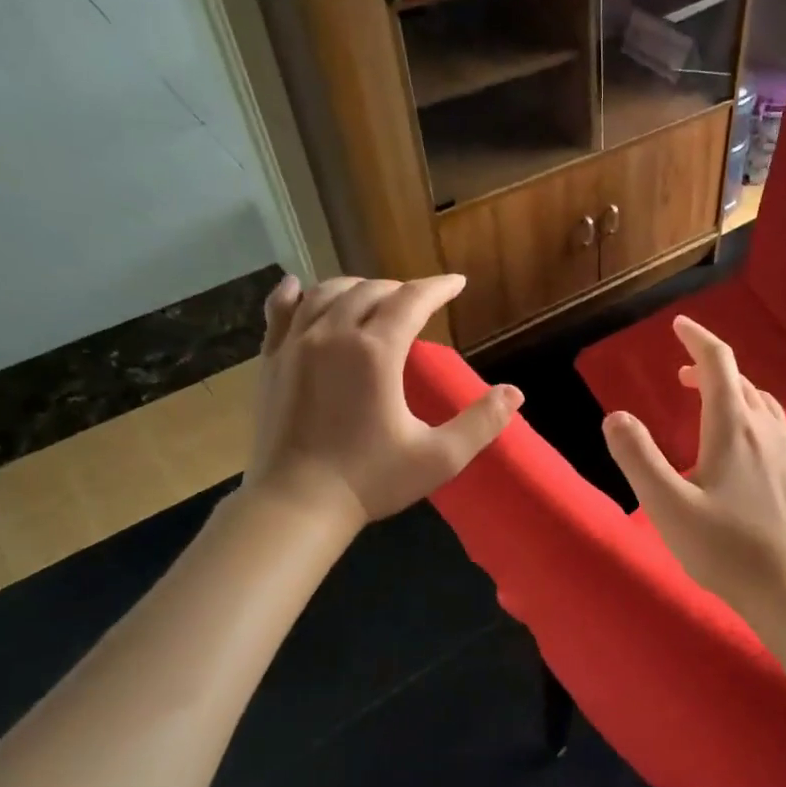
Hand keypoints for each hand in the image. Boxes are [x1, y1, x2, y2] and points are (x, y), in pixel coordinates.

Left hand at [244, 274, 520, 528]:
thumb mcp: (440, 457)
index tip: (456, 282)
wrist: (296, 505)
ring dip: (356, 288)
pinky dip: (295, 295)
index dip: (437, 287)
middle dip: (401, 289)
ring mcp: (295, 345)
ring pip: (326, 293)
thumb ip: (481, 422)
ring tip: (375, 297)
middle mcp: (333, 335)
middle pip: (370, 291)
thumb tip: (515, 393)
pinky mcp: (270, 361)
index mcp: (376, 352)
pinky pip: (280, 311)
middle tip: (420, 301)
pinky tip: (300, 288)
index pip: (412, 300)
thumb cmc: (371, 481)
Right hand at [601, 315, 785, 613]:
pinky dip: (750, 411)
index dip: (697, 338)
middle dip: (709, 366)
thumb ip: (638, 458)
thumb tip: (616, 417)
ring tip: (709, 399)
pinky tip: (741, 438)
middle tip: (682, 372)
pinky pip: (772, 423)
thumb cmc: (722, 547)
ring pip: (759, 401)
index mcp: (733, 428)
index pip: (718, 363)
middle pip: (739, 380)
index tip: (678, 325)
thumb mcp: (667, 505)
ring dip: (732, 389)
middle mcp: (764, 429)